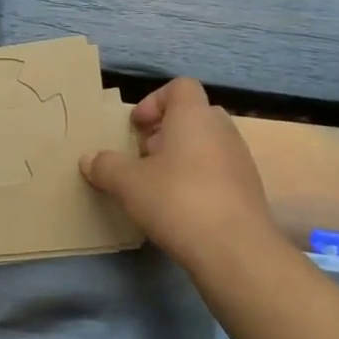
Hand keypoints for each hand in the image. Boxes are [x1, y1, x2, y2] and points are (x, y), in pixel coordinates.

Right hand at [82, 79, 277, 272]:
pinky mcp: (249, 191)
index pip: (180, 87)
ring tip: (158, 186)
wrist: (235, 251)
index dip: (154, 101)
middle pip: (193, 116)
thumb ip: (105, 166)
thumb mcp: (128, 183)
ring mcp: (240, 161)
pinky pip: (219, 172)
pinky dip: (199, 181)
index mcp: (194, 116)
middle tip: (144, 156)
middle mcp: (222, 131)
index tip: (136, 127)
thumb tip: (89, 159)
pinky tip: (181, 209)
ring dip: (181, 158)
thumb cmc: (177, 201)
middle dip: (166, 132)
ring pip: (207, 145)